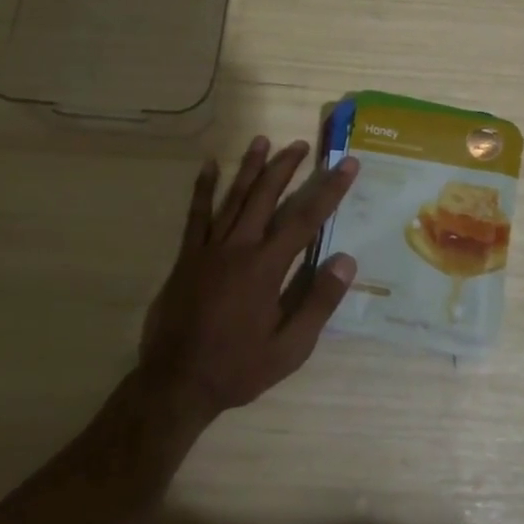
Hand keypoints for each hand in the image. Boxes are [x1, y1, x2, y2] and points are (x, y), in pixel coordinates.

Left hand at [138, 137, 360, 423]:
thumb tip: (346, 260)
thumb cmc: (238, 368)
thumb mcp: (290, 348)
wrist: (177, 383)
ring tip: (263, 141)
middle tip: (301, 145)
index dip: (329, 190)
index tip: (347, 165)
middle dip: (286, 167)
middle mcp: (238, 248)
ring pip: (234, 198)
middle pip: (266, 196)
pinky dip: (203, 189)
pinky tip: (209, 167)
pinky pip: (196, 215)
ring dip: (250, 168)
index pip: (305, 219)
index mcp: (266, 269)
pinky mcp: (186, 257)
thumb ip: (318, 302)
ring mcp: (208, 249)